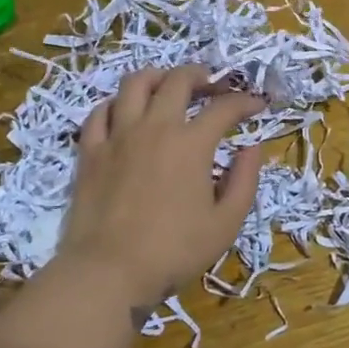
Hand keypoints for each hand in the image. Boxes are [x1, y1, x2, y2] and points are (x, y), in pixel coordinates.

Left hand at [57, 65, 266, 307]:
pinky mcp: (90, 151)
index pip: (224, 107)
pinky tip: (125, 113)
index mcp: (191, 144)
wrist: (108, 272)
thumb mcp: (226, 224)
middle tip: (212, 85)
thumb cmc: (174, 251)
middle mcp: (155, 128)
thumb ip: (245, 181)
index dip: (245, 101)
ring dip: (157, 77)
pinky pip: (100, 112)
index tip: (258, 105)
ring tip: (168, 87)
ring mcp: (118, 136)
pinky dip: (117, 104)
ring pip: (135, 84)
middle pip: (178, 81)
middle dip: (201, 76)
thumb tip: (252, 148)